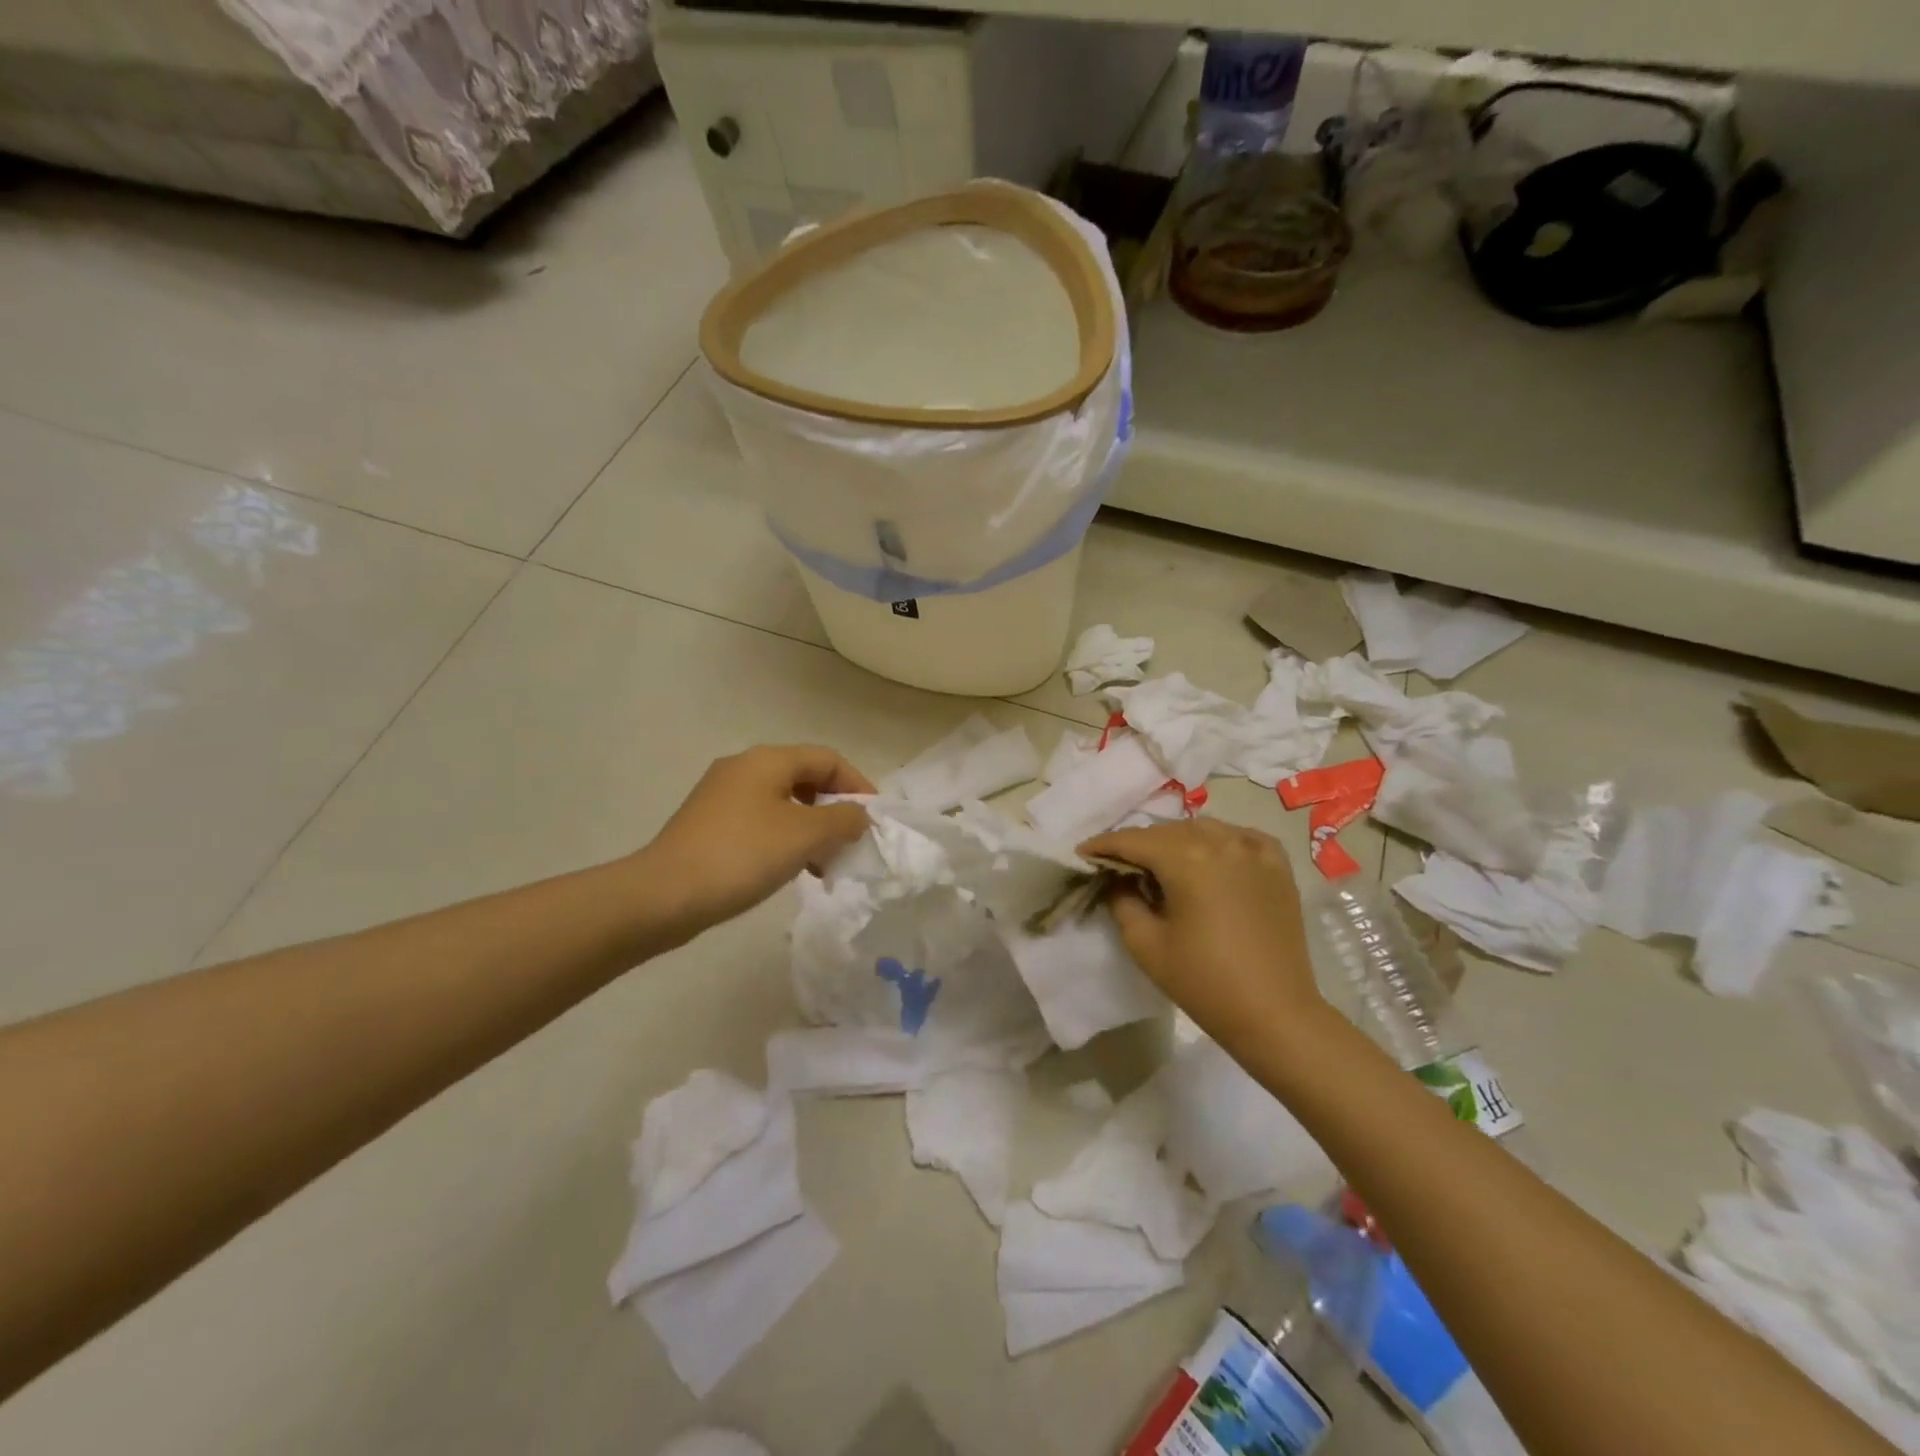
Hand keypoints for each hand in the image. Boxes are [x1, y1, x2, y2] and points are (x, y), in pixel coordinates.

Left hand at [641, 745, 873, 940]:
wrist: (664, 895)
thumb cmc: (743, 855)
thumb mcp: (805, 835)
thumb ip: (843, 819)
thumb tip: (857, 815)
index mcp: (767, 760)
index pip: (827, 759)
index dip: (857, 784)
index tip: (873, 820)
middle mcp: (743, 768)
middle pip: (804, 779)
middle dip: (833, 810)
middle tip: (849, 843)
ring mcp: (721, 796)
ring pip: (782, 803)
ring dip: (811, 830)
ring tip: (823, 865)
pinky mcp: (708, 824)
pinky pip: (760, 822)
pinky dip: (784, 840)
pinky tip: (789, 871)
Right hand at [1079, 819, 1325, 1048]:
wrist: (1275, 1014)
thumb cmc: (1204, 982)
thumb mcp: (1145, 944)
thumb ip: (1122, 901)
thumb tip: (1118, 879)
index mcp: (1186, 858)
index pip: (1133, 840)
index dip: (1103, 845)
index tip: (1083, 854)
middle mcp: (1220, 841)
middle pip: (1166, 831)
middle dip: (1138, 844)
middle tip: (1118, 865)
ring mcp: (1254, 850)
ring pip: (1202, 829)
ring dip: (1176, 841)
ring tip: (1162, 864)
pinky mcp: (1278, 866)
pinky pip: (1241, 836)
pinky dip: (1220, 840)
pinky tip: (1212, 856)